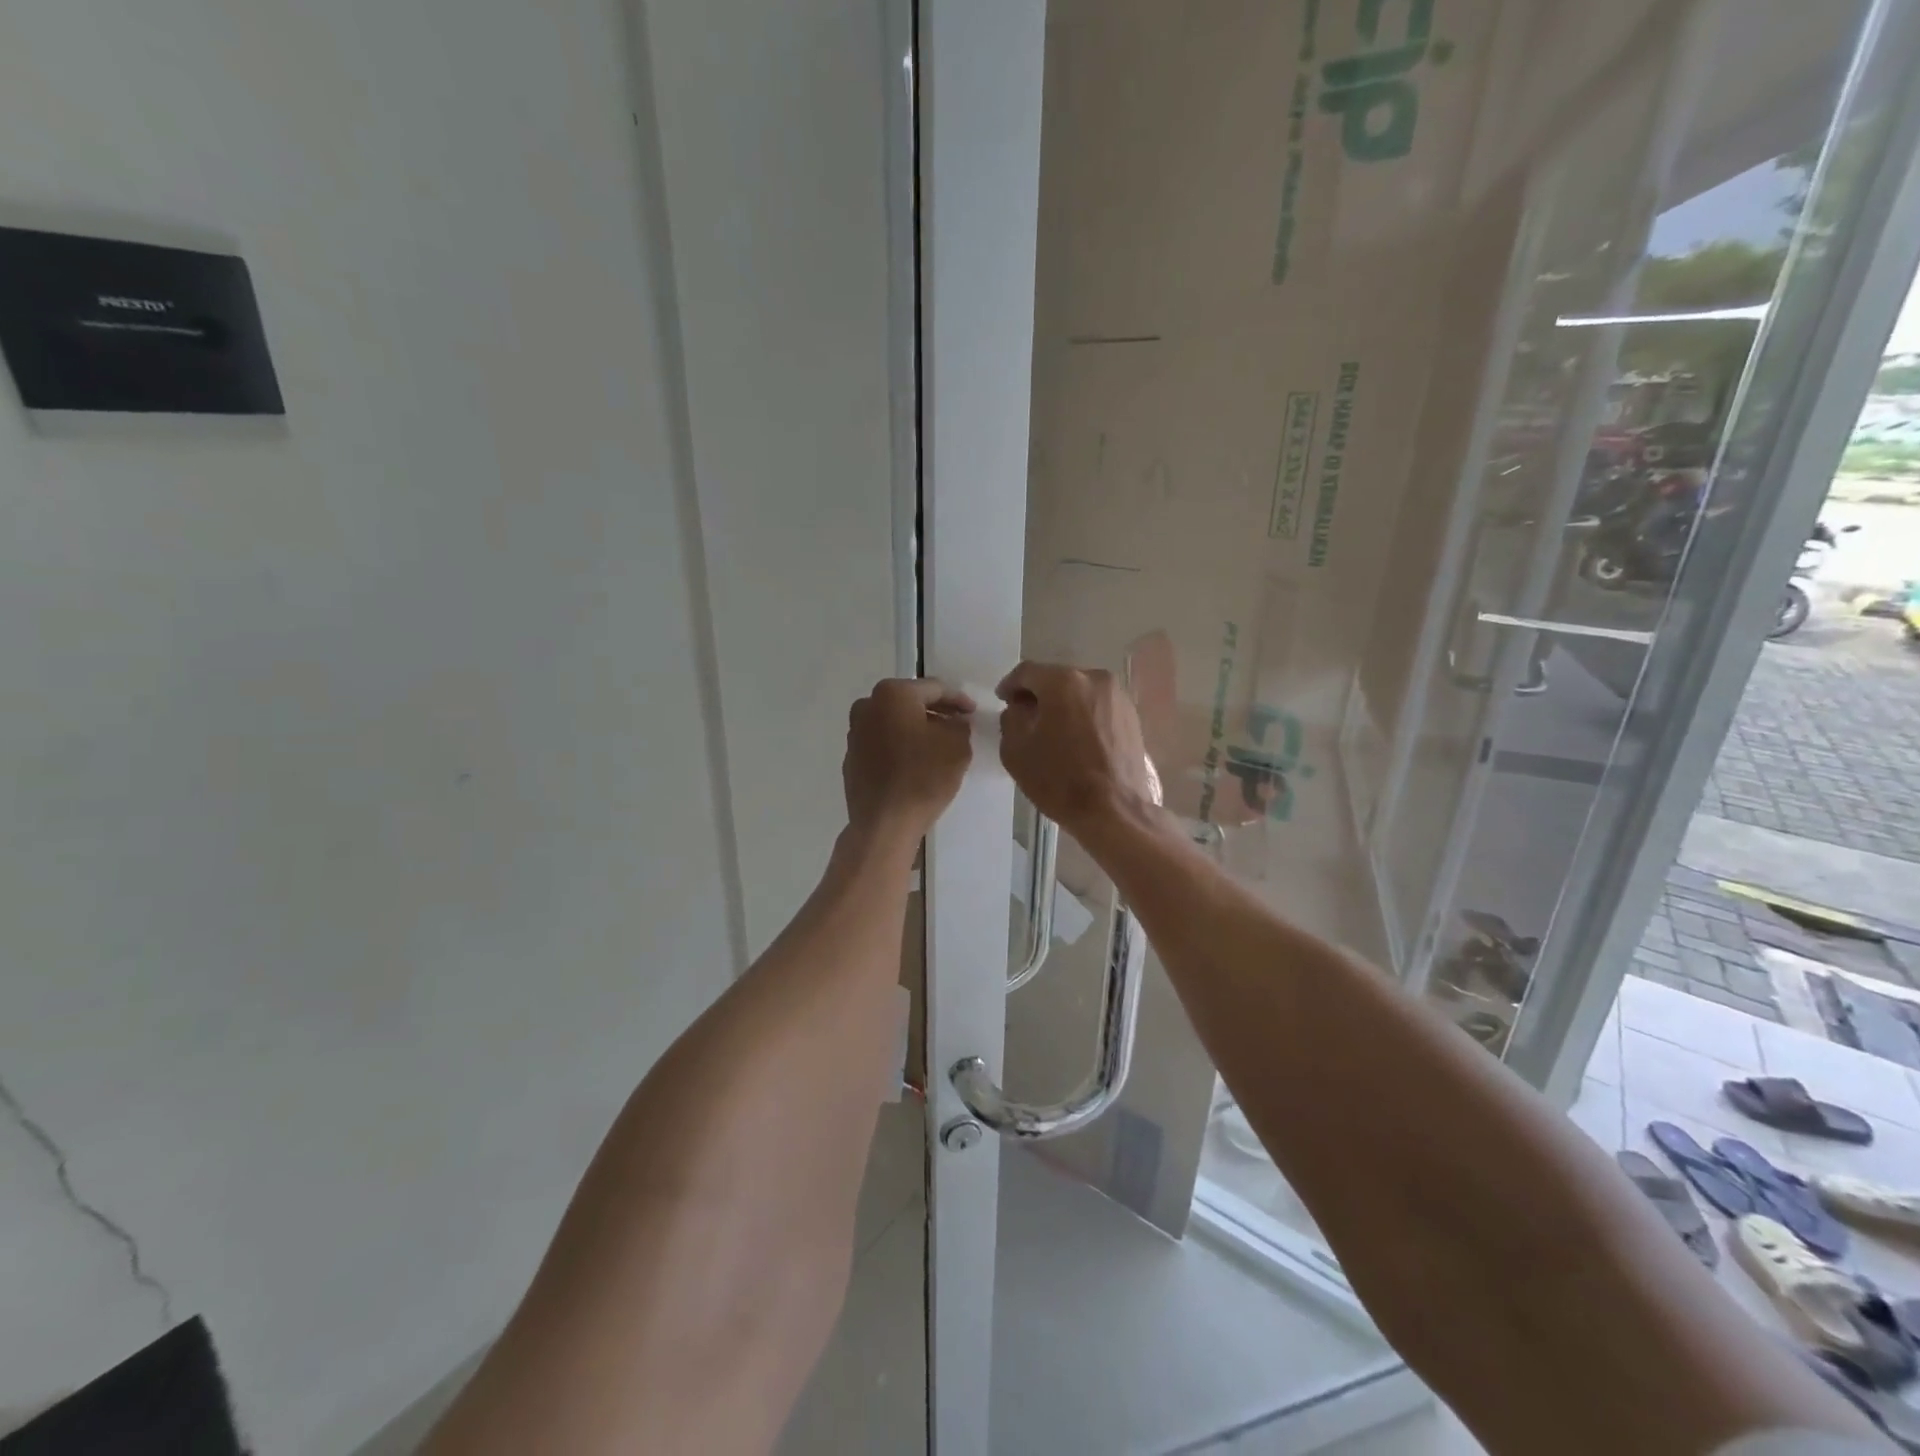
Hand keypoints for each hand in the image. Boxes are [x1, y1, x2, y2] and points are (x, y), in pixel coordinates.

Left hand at [843, 679, 974, 848]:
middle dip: (935, 712)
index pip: (934, 688)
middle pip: (910, 702)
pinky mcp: (851, 758)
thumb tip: (953, 722)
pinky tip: (914, 763)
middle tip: (957, 724)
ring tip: (937, 745)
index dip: (958, 699)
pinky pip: (882, 743)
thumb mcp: (957, 745)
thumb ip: (959, 725)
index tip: (972, 712)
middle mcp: (867, 706)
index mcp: (893, 694)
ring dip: (915, 729)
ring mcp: (855, 733)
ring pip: (893, 722)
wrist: (885, 823)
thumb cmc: (923, 777)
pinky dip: (899, 747)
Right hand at [996, 662, 1155, 834]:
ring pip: (1080, 693)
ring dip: (1063, 706)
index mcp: (1063, 682)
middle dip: (1039, 695)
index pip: (1027, 672)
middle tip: (1025, 717)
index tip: (1003, 700)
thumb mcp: (1016, 749)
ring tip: (1053, 731)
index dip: (1010, 685)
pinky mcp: (1132, 717)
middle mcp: (1095, 679)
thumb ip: (1011, 718)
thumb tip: (1021, 708)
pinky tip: (1076, 740)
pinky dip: (1083, 716)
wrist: (1114, 810)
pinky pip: (1098, 708)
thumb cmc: (1059, 779)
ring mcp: (1118, 697)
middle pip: (1057, 679)